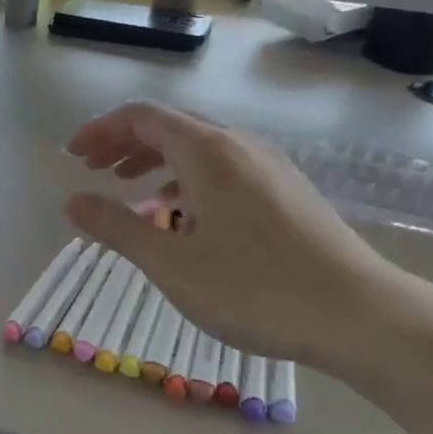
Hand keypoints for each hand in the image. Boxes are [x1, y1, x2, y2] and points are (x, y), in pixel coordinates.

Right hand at [64, 102, 405, 369]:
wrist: (360, 316)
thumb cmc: (254, 288)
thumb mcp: (170, 262)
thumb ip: (116, 226)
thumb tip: (73, 201)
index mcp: (208, 152)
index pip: (143, 117)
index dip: (101, 130)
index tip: (72, 156)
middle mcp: (240, 146)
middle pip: (171, 125)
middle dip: (124, 142)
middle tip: (91, 169)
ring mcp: (269, 167)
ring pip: (199, 146)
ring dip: (155, 159)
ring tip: (127, 186)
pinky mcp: (286, 191)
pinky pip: (223, 167)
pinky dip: (186, 177)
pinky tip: (180, 213)